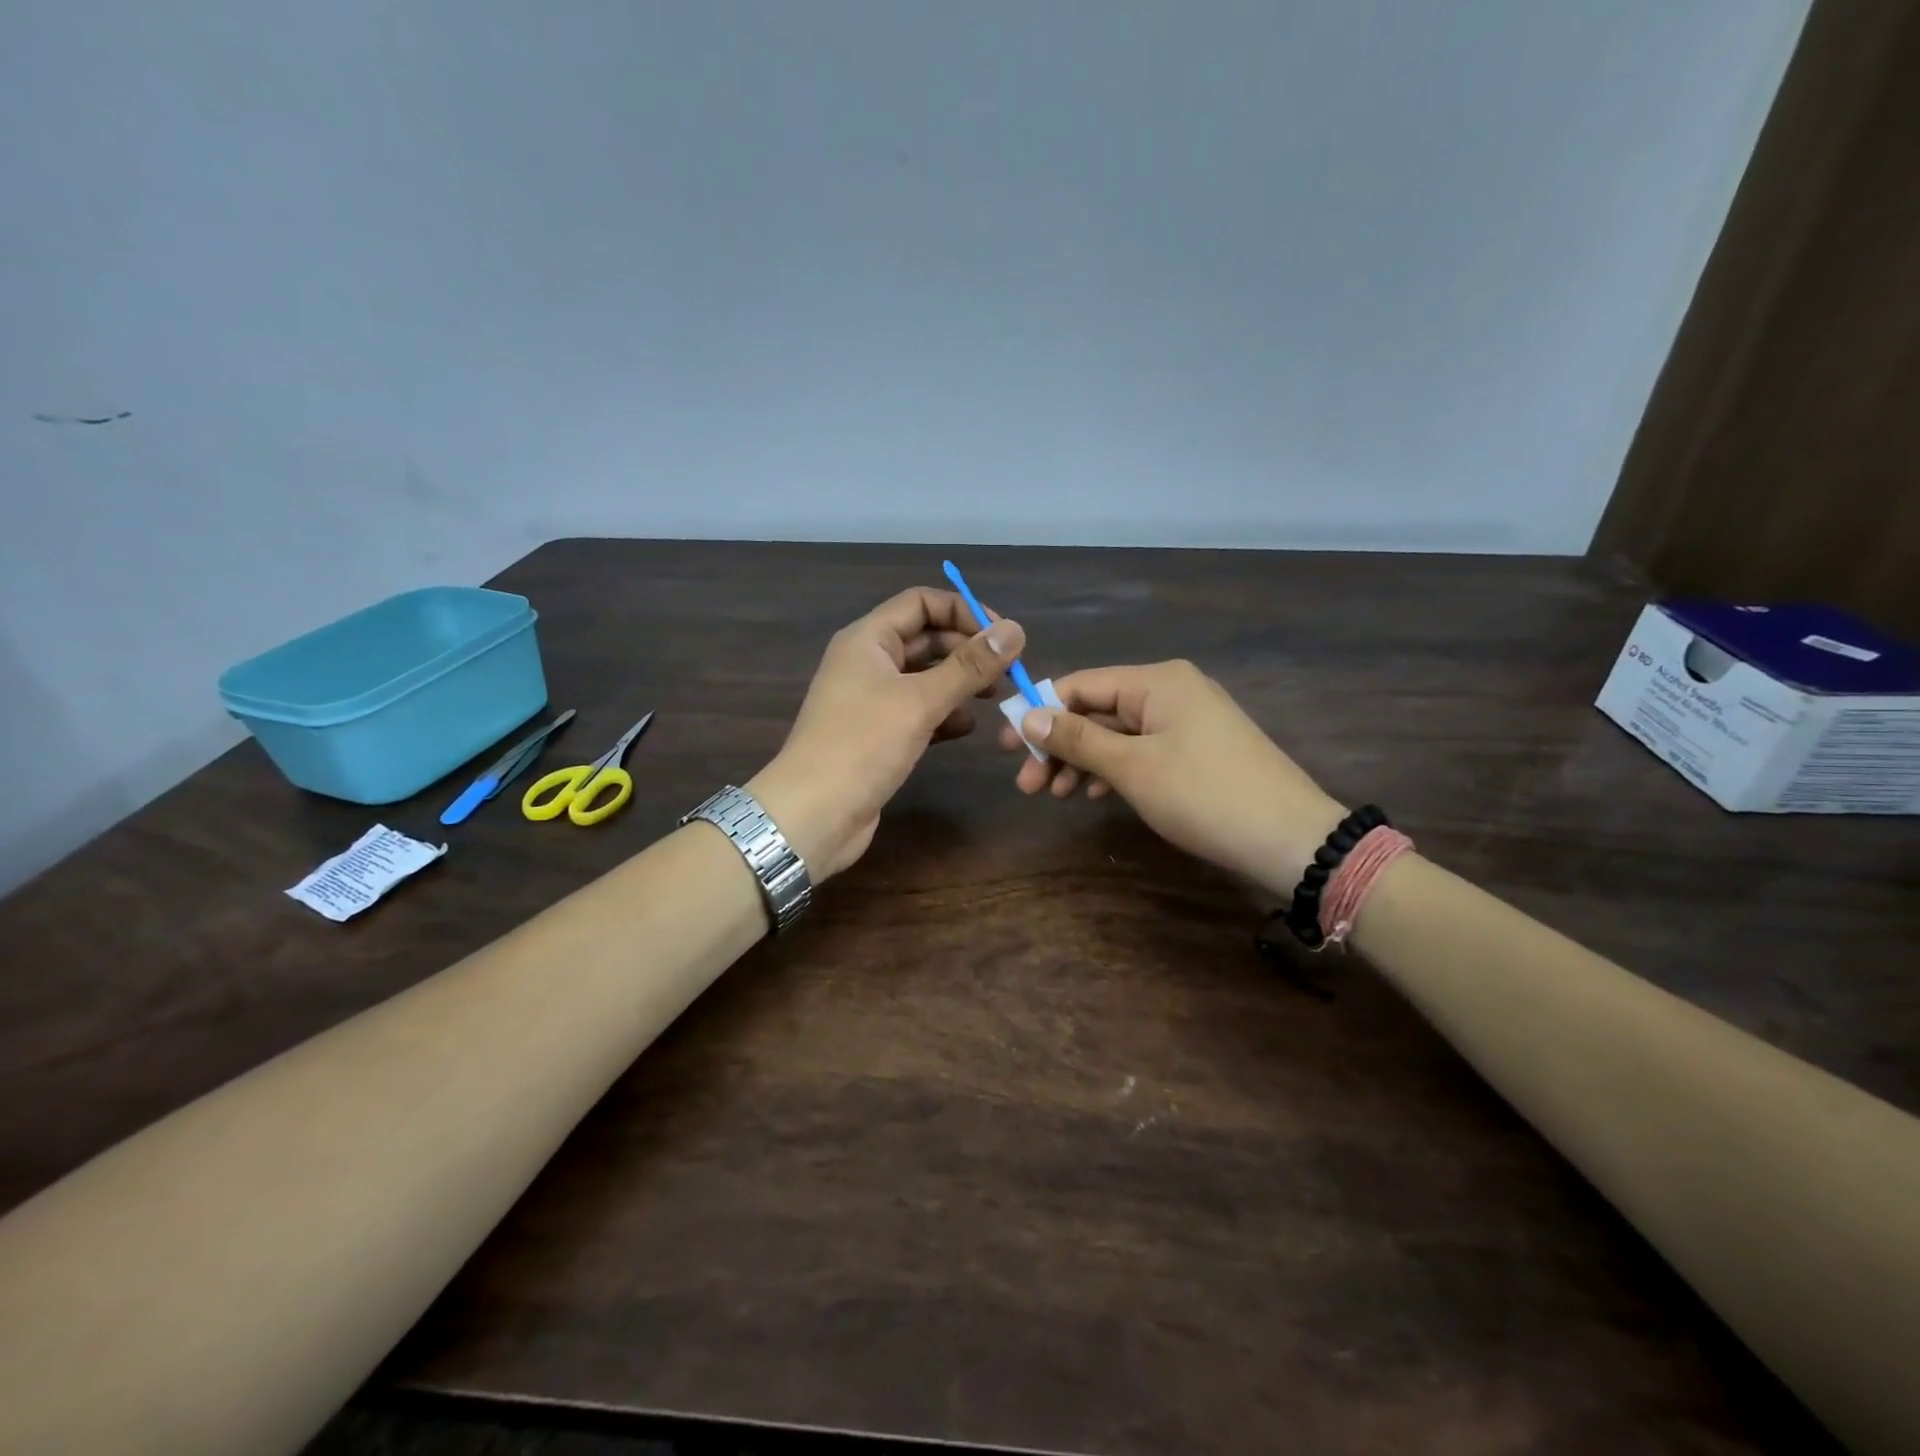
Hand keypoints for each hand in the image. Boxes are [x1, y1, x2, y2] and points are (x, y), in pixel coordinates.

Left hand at [747, 588, 1023, 879]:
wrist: (813, 815)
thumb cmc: (862, 745)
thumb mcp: (920, 700)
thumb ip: (969, 666)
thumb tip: (1015, 630)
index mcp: (868, 639)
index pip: (921, 603)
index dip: (964, 611)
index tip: (1004, 637)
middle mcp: (868, 662)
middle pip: (926, 639)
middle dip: (968, 650)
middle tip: (1010, 671)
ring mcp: (871, 700)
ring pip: (925, 677)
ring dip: (961, 683)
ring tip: (996, 697)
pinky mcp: (878, 735)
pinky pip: (919, 712)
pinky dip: (945, 715)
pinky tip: (967, 727)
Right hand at [999, 660, 1344, 895]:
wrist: (1291, 840)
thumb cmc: (1204, 795)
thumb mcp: (1132, 767)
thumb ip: (1077, 739)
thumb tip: (1028, 716)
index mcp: (1157, 681)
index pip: (1081, 685)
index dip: (1039, 712)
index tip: (1006, 747)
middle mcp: (1171, 691)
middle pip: (1097, 711)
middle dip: (1058, 746)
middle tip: (1026, 785)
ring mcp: (1186, 722)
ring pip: (1116, 735)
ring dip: (1081, 762)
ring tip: (1052, 796)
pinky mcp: (1196, 752)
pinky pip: (1140, 751)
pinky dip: (1112, 771)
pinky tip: (1090, 794)